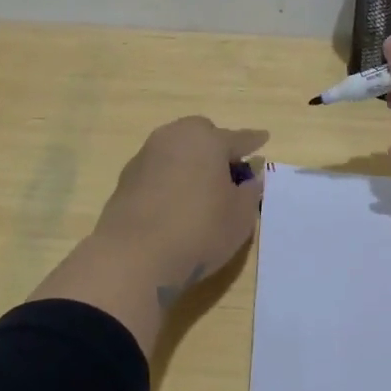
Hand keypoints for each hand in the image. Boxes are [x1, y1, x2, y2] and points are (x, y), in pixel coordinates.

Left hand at [93, 116, 267, 300]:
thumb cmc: (199, 231)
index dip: (252, 141)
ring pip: (176, 149)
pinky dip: (169, 177)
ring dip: (190, 161)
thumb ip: (250, 192)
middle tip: (228, 170)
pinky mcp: (126, 177)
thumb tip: (252, 177)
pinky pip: (158, 169)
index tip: (263, 138)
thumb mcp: (240, 217)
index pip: (237, 138)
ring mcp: (146, 155)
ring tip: (201, 187)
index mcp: (207, 140)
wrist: (134, 255)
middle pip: (201, 134)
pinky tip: (174, 200)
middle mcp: (174, 137)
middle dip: (216, 146)